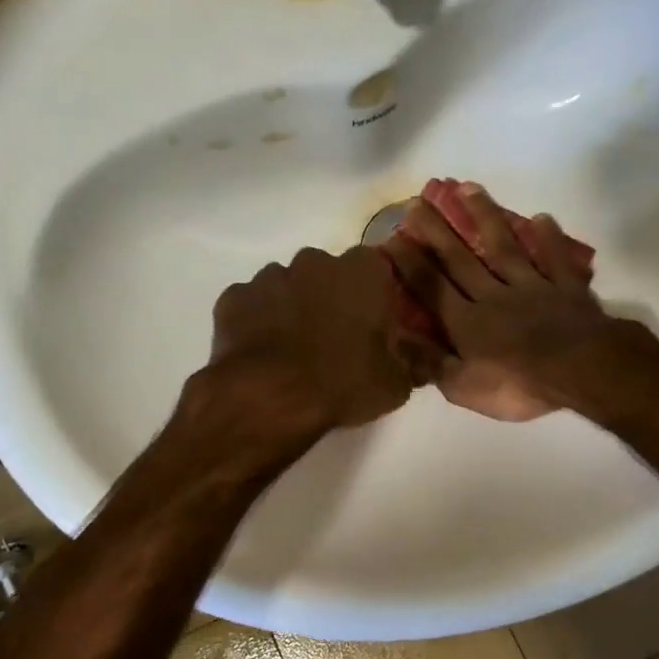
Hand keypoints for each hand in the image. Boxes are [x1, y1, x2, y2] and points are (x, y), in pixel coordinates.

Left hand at [197, 246, 442, 443]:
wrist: (269, 397)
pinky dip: (257, 322)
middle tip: (334, 340)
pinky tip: (262, 353)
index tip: (373, 326)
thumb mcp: (396, 384)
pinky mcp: (234, 298)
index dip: (374, 298)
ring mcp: (269, 276)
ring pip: (287, 286)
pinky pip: (252, 305)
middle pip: (328, 274)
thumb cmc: (343, 382)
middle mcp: (315, 261)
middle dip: (331, 299)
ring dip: (292, 308)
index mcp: (362, 271)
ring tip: (294, 350)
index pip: (376, 271)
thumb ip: (411, 363)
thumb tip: (424, 360)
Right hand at [382, 184, 615, 420]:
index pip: (432, 287)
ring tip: (469, 188)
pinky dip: (548, 238)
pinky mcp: (566, 288)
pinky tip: (541, 218)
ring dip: (485, 217)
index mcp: (466, 323)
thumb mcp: (463, 388)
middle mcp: (493, 295)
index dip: (411, 264)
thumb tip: (396, 338)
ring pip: (504, 247)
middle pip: (461, 259)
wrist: (582, 371)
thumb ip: (430, 362)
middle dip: (437, 231)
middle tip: (419, 201)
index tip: (392, 237)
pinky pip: (554, 259)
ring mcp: (532, 287)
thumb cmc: (519, 385)